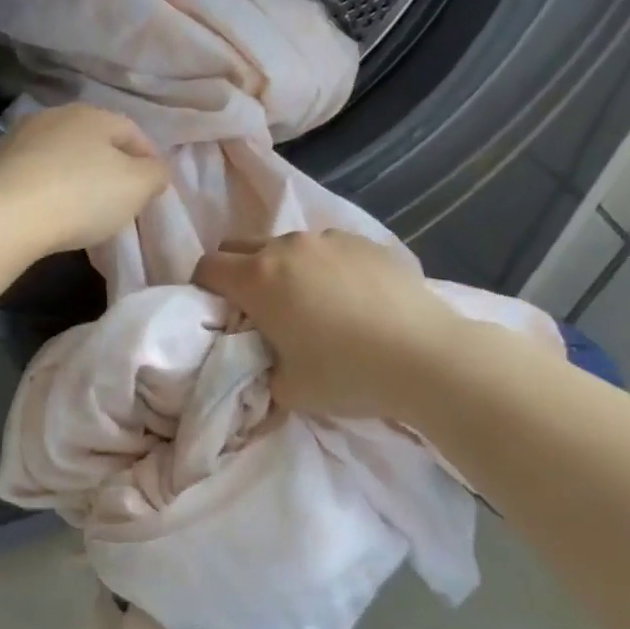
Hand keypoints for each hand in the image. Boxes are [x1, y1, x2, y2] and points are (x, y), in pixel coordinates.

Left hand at [0, 103, 168, 253]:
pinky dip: (47, 186)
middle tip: (119, 199)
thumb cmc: (81, 196)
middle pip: (94, 140)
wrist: (4, 216)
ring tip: (82, 207)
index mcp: (94, 114)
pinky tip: (48, 209)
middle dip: (110, 165)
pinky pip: (34, 172)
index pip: (133, 132)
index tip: (153, 189)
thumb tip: (155, 169)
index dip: (149, 160)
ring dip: (75, 174)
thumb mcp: (136, 187)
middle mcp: (56, 115)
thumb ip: (155, 174)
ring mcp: (20, 136)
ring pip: (61, 154)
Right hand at [193, 230, 465, 418]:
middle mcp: (285, 248)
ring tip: (312, 303)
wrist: (427, 356)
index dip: (203, 288)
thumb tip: (262, 360)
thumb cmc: (347, 374)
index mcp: (257, 279)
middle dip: (236, 271)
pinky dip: (325, 266)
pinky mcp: (365, 241)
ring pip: (287, 246)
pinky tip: (353, 298)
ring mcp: (328, 239)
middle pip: (239, 246)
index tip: (217, 311)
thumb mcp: (288, 389)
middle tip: (256, 308)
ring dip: (283, 268)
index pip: (207, 268)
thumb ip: (261, 368)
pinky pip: (328, 248)